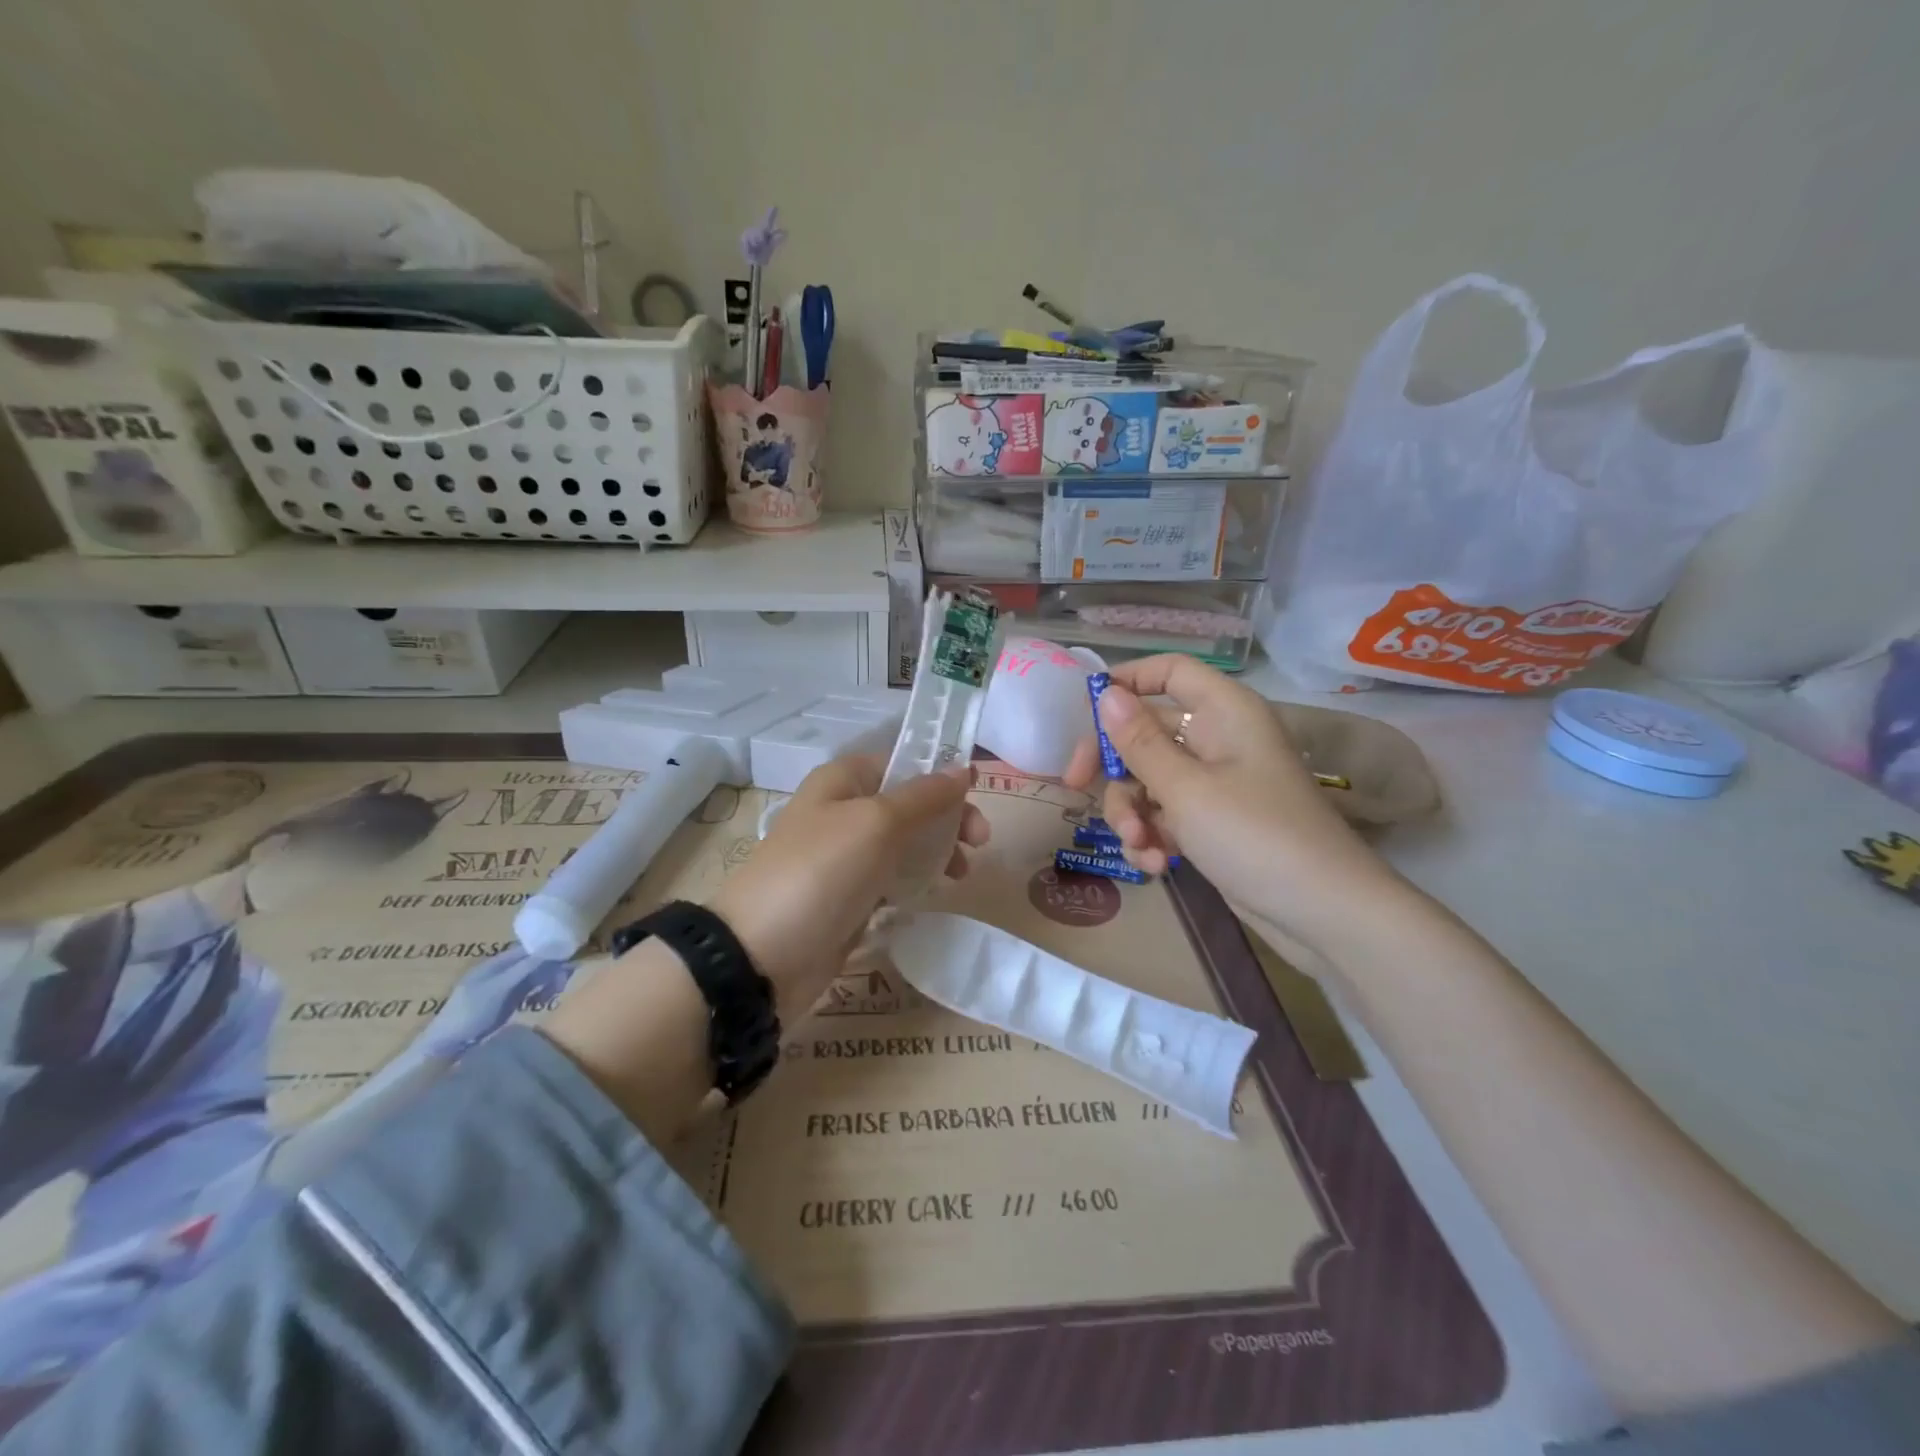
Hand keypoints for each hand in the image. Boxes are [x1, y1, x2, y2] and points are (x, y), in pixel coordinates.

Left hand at [710, 755, 988, 1024]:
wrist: (763, 954)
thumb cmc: (822, 871)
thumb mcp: (878, 822)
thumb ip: (925, 796)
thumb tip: (963, 769)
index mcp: (843, 781)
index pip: (902, 762)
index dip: (941, 773)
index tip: (979, 794)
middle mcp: (843, 812)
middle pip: (909, 804)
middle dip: (948, 818)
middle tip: (980, 843)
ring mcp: (844, 858)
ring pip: (904, 844)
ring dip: (938, 852)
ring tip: (960, 875)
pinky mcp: (849, 898)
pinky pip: (892, 879)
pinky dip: (915, 881)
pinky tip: (933, 893)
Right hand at [1063, 656, 1400, 950]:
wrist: (1323, 912)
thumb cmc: (1254, 835)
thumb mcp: (1186, 789)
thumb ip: (1139, 742)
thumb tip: (1106, 694)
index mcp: (1224, 712)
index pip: (1170, 671)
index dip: (1127, 680)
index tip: (1084, 710)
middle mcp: (1220, 738)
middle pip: (1148, 731)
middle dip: (1114, 765)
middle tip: (1075, 786)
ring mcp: (1217, 782)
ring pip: (1150, 779)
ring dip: (1133, 812)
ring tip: (1140, 846)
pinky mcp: (1214, 822)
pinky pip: (1167, 813)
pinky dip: (1154, 835)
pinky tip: (1157, 865)